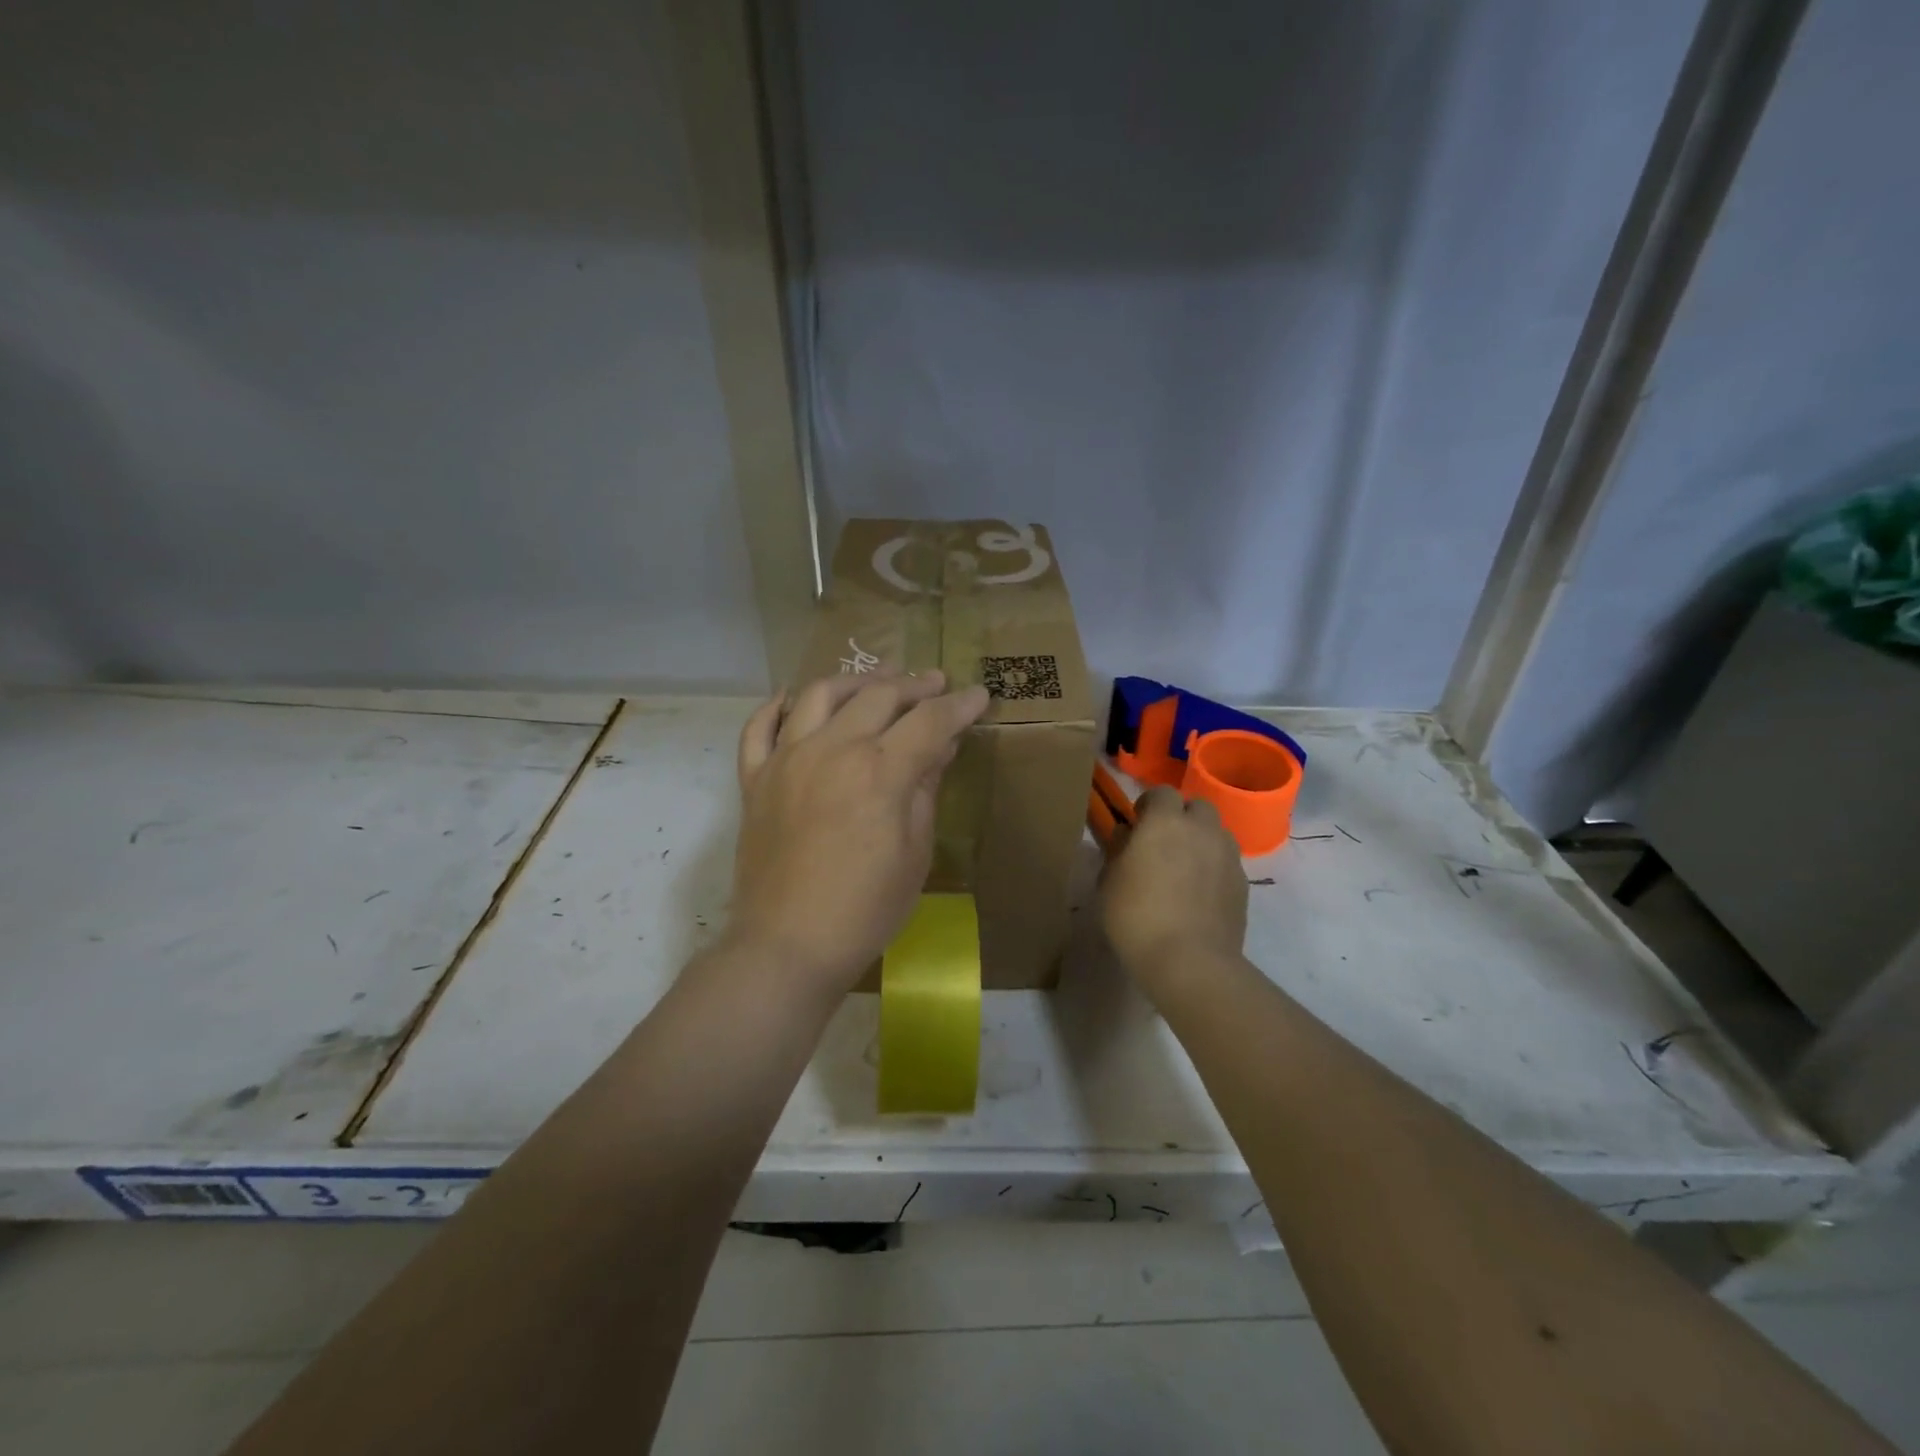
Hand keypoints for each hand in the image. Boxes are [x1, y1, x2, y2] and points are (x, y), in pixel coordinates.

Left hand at [725, 672, 990, 998]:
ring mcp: (786, 760)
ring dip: (854, 681)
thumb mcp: (914, 853)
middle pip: (877, 696)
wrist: (788, 944)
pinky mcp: (755, 779)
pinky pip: (759, 728)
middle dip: (914, 685)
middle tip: (935, 683)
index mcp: (879, 771)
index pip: (928, 721)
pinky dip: (776, 707)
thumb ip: (926, 790)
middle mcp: (831, 750)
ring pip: (819, 695)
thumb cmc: (866, 909)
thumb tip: (940, 746)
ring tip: (876, 682)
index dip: (959, 706)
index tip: (979, 694)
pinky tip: (794, 700)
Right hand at [1100, 787, 1247, 999]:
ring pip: (1216, 833)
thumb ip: (1117, 850)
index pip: (1161, 792)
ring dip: (1201, 841)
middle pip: (1196, 806)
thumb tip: (1126, 834)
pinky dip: (1214, 868)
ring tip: (1185, 868)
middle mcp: (1201, 829)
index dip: (1149, 805)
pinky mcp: (1242, 882)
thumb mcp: (1109, 881)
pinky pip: (1227, 862)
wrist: (1189, 960)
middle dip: (1181, 817)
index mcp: (1165, 821)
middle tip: (1164, 843)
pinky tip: (1199, 894)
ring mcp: (1227, 855)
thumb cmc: (1136, 915)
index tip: (1137, 824)